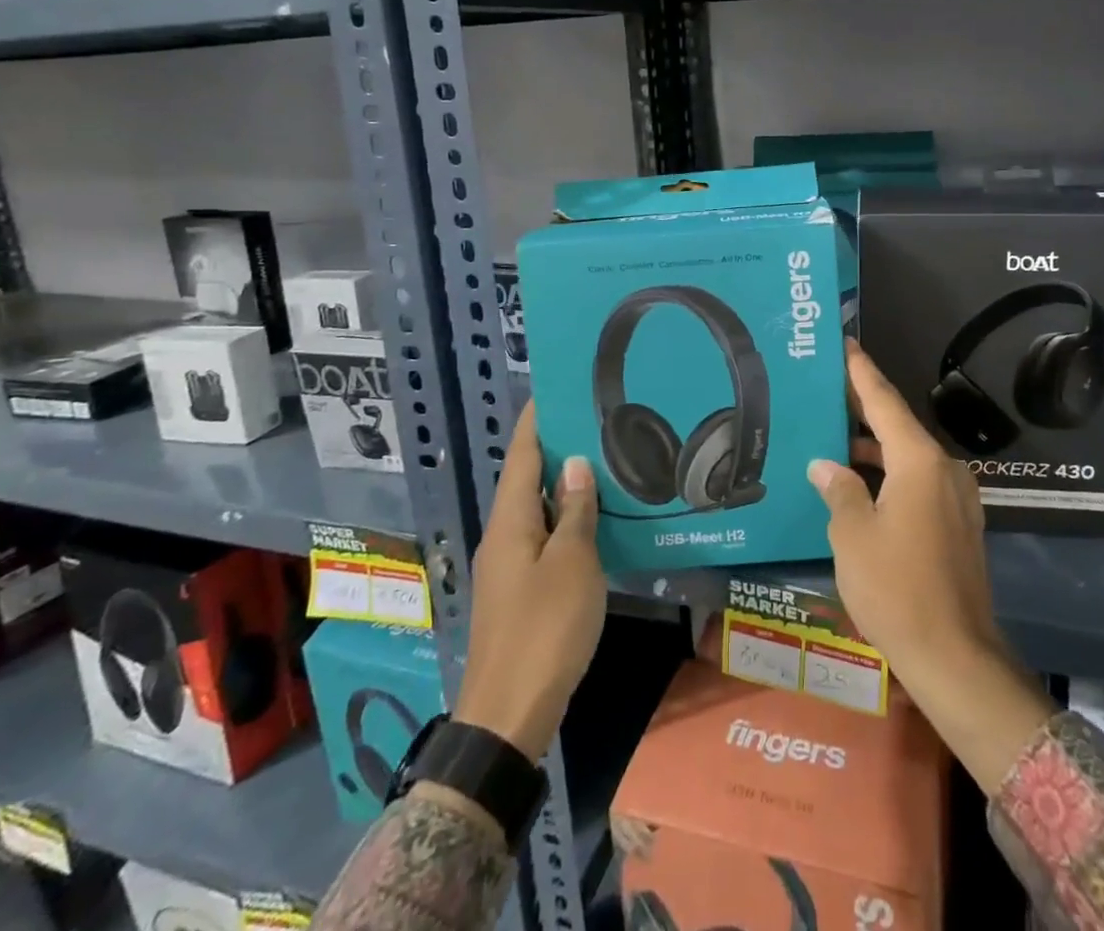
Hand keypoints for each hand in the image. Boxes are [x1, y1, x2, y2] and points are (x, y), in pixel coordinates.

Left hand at [453, 400, 604, 762]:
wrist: (509, 715)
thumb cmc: (544, 629)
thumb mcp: (572, 564)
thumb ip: (576, 512)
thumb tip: (576, 465)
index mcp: (511, 522)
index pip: (523, 455)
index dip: (537, 421)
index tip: (557, 389)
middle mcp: (502, 536)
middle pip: (527, 480)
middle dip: (556, 449)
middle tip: (595, 422)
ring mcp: (507, 566)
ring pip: (535, 511)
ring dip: (563, 486)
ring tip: (601, 463)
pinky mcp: (518, 592)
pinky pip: (541, 538)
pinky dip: (564, 519)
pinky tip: (592, 522)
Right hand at [809, 340, 1053, 793]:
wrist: (955, 657)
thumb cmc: (897, 589)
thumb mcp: (852, 536)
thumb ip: (839, 490)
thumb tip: (826, 465)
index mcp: (919, 461)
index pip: (884, 401)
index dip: (861, 371)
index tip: (844, 344)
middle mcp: (944, 469)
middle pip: (897, 425)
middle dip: (861, 407)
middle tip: (824, 388)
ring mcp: (955, 498)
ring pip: (907, 456)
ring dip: (872, 447)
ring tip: (830, 435)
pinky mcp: (957, 524)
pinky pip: (917, 482)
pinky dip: (888, 474)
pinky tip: (857, 484)